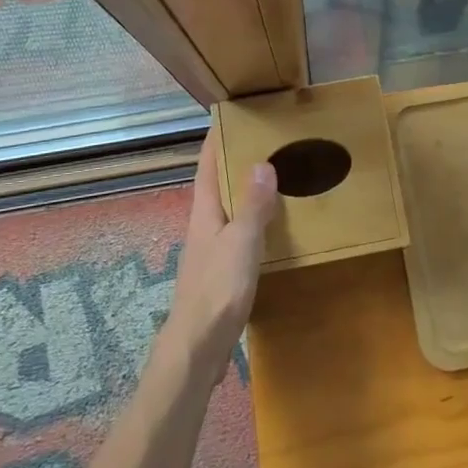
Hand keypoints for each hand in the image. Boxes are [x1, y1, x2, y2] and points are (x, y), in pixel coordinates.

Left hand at [162, 129, 281, 389]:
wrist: (197, 348)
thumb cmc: (217, 289)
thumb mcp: (241, 242)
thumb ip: (253, 206)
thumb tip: (262, 163)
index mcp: (204, 214)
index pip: (206, 168)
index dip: (213, 143)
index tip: (225, 119)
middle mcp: (203, 228)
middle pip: (215, 188)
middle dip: (231, 165)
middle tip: (260, 144)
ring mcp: (209, 254)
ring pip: (226, 213)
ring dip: (243, 195)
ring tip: (270, 181)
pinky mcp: (219, 277)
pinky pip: (236, 237)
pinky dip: (251, 224)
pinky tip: (269, 231)